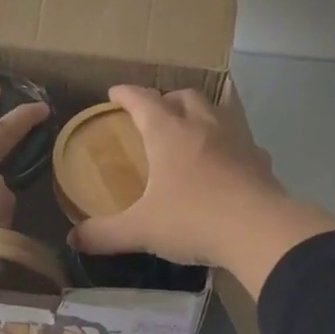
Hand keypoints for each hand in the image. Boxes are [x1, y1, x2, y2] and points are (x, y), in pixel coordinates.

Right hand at [69, 86, 334, 295]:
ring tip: (189, 132)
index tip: (114, 93)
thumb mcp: (140, 230)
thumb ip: (104, 234)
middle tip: (153, 113)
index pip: (143, 100)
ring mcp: (236, 141)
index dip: (126, 94)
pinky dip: (227, 145)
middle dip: (166, 99)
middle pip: (184, 97)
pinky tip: (224, 163)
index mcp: (169, 133)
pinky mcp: (259, 161)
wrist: (260, 232)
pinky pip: (241, 142)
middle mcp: (203, 126)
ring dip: (199, 114)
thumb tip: (73, 239)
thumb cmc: (193, 220)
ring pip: (216, 112)